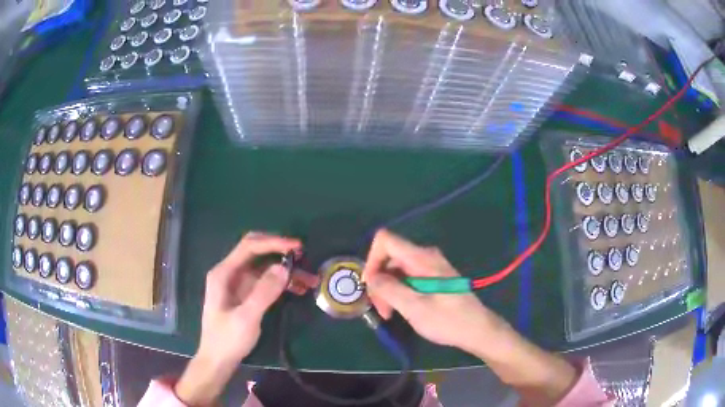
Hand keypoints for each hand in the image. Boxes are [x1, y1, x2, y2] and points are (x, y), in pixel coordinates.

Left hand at [175, 232, 317, 406]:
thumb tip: (283, 267)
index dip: (273, 242)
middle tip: (303, 257)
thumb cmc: (227, 339)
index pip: (249, 247)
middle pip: (257, 252)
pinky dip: (282, 284)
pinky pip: (266, 283)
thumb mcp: (246, 317)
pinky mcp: (246, 296)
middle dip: (280, 252)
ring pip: (265, 268)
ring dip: (286, 271)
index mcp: (223, 273)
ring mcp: (238, 285)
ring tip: (310, 279)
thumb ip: (264, 292)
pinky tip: (299, 289)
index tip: (297, 247)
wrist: (218, 360)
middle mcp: (230, 273)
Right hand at [364, 230, 577, 406]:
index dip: (372, 259)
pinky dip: (399, 292)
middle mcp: (425, 256)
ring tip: (389, 314)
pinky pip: (407, 277)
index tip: (370, 285)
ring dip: (388, 290)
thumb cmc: (447, 319)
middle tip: (381, 309)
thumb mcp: (414, 307)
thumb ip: (389, 289)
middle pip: (390, 258)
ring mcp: (430, 267)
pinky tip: (400, 310)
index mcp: (421, 258)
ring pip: (397, 270)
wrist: (477, 329)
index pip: (386, 240)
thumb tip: (370, 277)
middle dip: (380, 281)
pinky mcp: (433, 277)